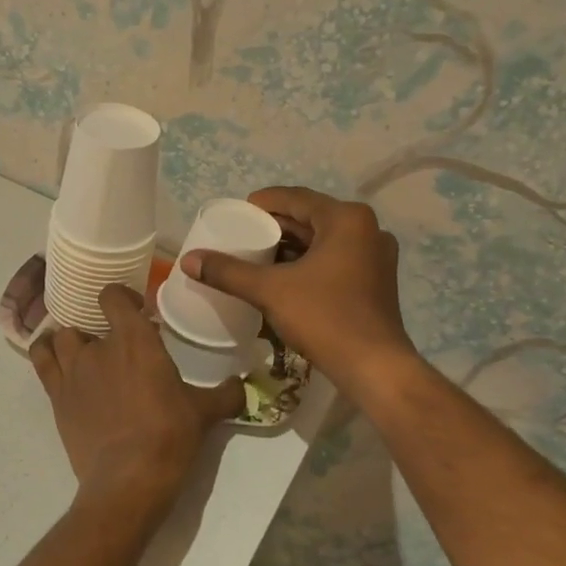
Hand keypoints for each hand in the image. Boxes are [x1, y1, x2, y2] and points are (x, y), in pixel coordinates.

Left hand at [30, 284, 243, 509]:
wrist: (129, 477)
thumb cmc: (170, 435)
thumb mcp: (205, 412)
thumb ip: (226, 394)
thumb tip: (242, 386)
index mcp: (135, 340)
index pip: (113, 296)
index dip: (121, 297)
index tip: (136, 310)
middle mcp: (98, 347)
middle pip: (88, 321)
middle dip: (101, 330)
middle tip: (118, 349)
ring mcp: (72, 371)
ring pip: (61, 338)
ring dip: (73, 341)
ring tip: (86, 356)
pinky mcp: (56, 397)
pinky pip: (41, 361)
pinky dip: (45, 354)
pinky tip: (55, 360)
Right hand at [180, 187, 415, 394]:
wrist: (373, 367)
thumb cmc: (324, 318)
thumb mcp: (270, 291)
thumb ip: (229, 272)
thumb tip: (189, 259)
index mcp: (346, 219)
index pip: (295, 198)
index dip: (263, 203)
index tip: (236, 214)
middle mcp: (366, 229)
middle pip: (311, 218)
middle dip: (276, 227)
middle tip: (242, 236)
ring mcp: (375, 255)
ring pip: (323, 240)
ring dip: (292, 246)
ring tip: (257, 256)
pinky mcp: (376, 280)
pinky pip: (335, 259)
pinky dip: (309, 263)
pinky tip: (284, 277)